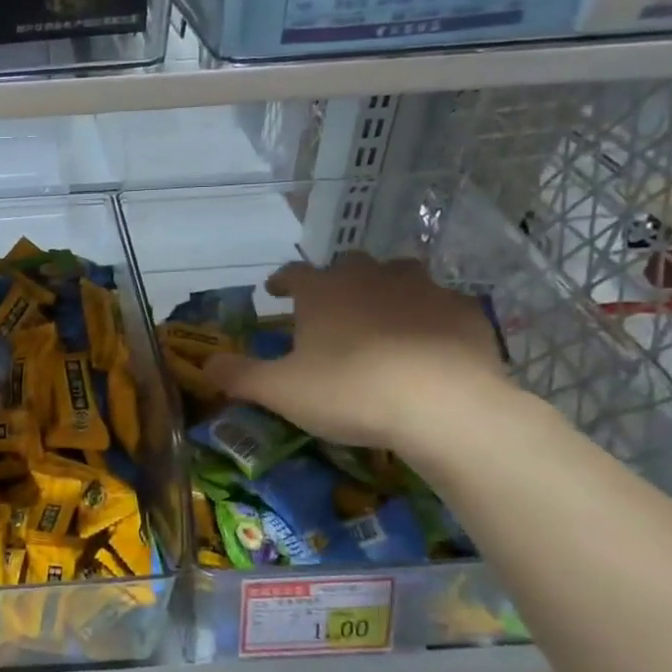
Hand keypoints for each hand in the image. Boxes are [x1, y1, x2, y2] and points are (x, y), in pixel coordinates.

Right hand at [203, 254, 508, 453]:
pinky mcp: (465, 312)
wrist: (444, 406)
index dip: (281, 281)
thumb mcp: (280, 391)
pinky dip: (428, 316)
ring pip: (399, 275)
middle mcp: (371, 277)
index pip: (294, 273)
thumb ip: (240, 375)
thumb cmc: (349, 391)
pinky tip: (427, 342)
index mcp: (323, 290)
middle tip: (329, 307)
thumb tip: (207, 363)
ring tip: (380, 316)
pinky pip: (440, 305)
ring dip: (385, 289)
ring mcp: (423, 289)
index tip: (274, 291)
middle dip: (336, 281)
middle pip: (349, 265)